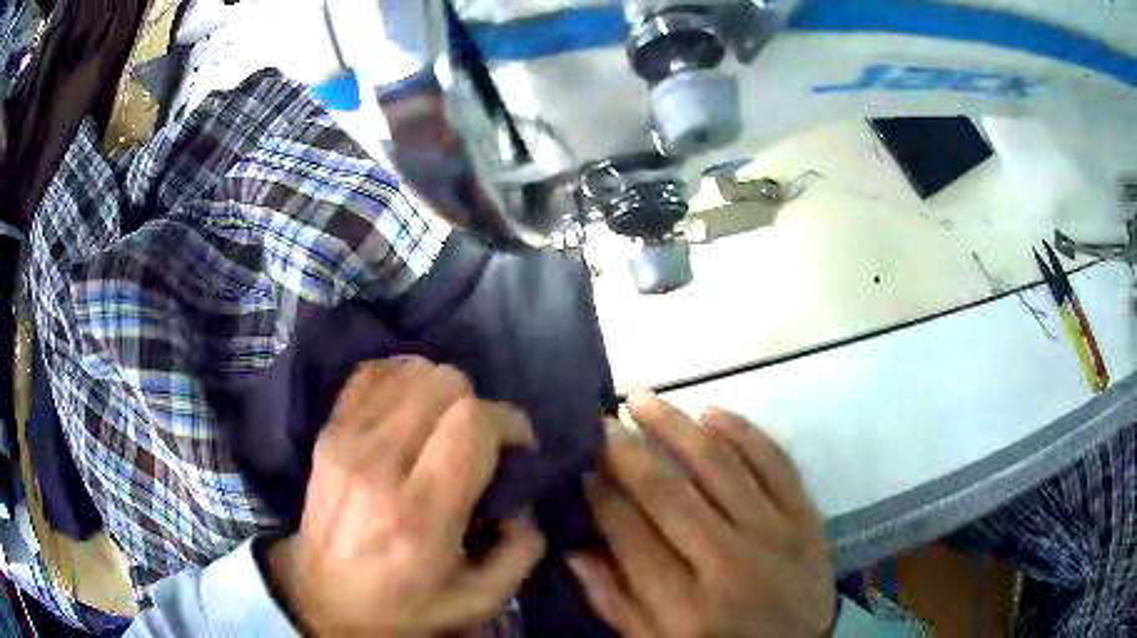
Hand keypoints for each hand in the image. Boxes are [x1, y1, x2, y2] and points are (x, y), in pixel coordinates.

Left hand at [267, 357, 544, 635]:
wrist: (324, 598)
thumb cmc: (403, 606)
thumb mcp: (478, 600)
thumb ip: (521, 550)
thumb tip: (525, 499)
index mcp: (420, 512)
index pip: (472, 423)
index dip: (508, 421)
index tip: (517, 446)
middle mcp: (379, 463)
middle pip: (444, 384)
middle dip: (477, 405)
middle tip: (479, 441)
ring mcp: (346, 440)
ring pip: (411, 371)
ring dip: (441, 391)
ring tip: (443, 427)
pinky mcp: (327, 431)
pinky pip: (371, 373)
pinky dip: (400, 380)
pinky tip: (409, 409)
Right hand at [569, 390, 833, 637]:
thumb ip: (616, 603)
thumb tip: (575, 550)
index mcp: (685, 607)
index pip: (630, 536)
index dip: (600, 497)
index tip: (582, 466)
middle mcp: (728, 563)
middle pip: (669, 494)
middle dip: (628, 452)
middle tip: (602, 422)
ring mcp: (774, 533)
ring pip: (719, 466)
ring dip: (676, 426)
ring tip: (643, 398)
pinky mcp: (805, 516)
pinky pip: (774, 461)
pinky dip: (743, 431)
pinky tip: (712, 412)